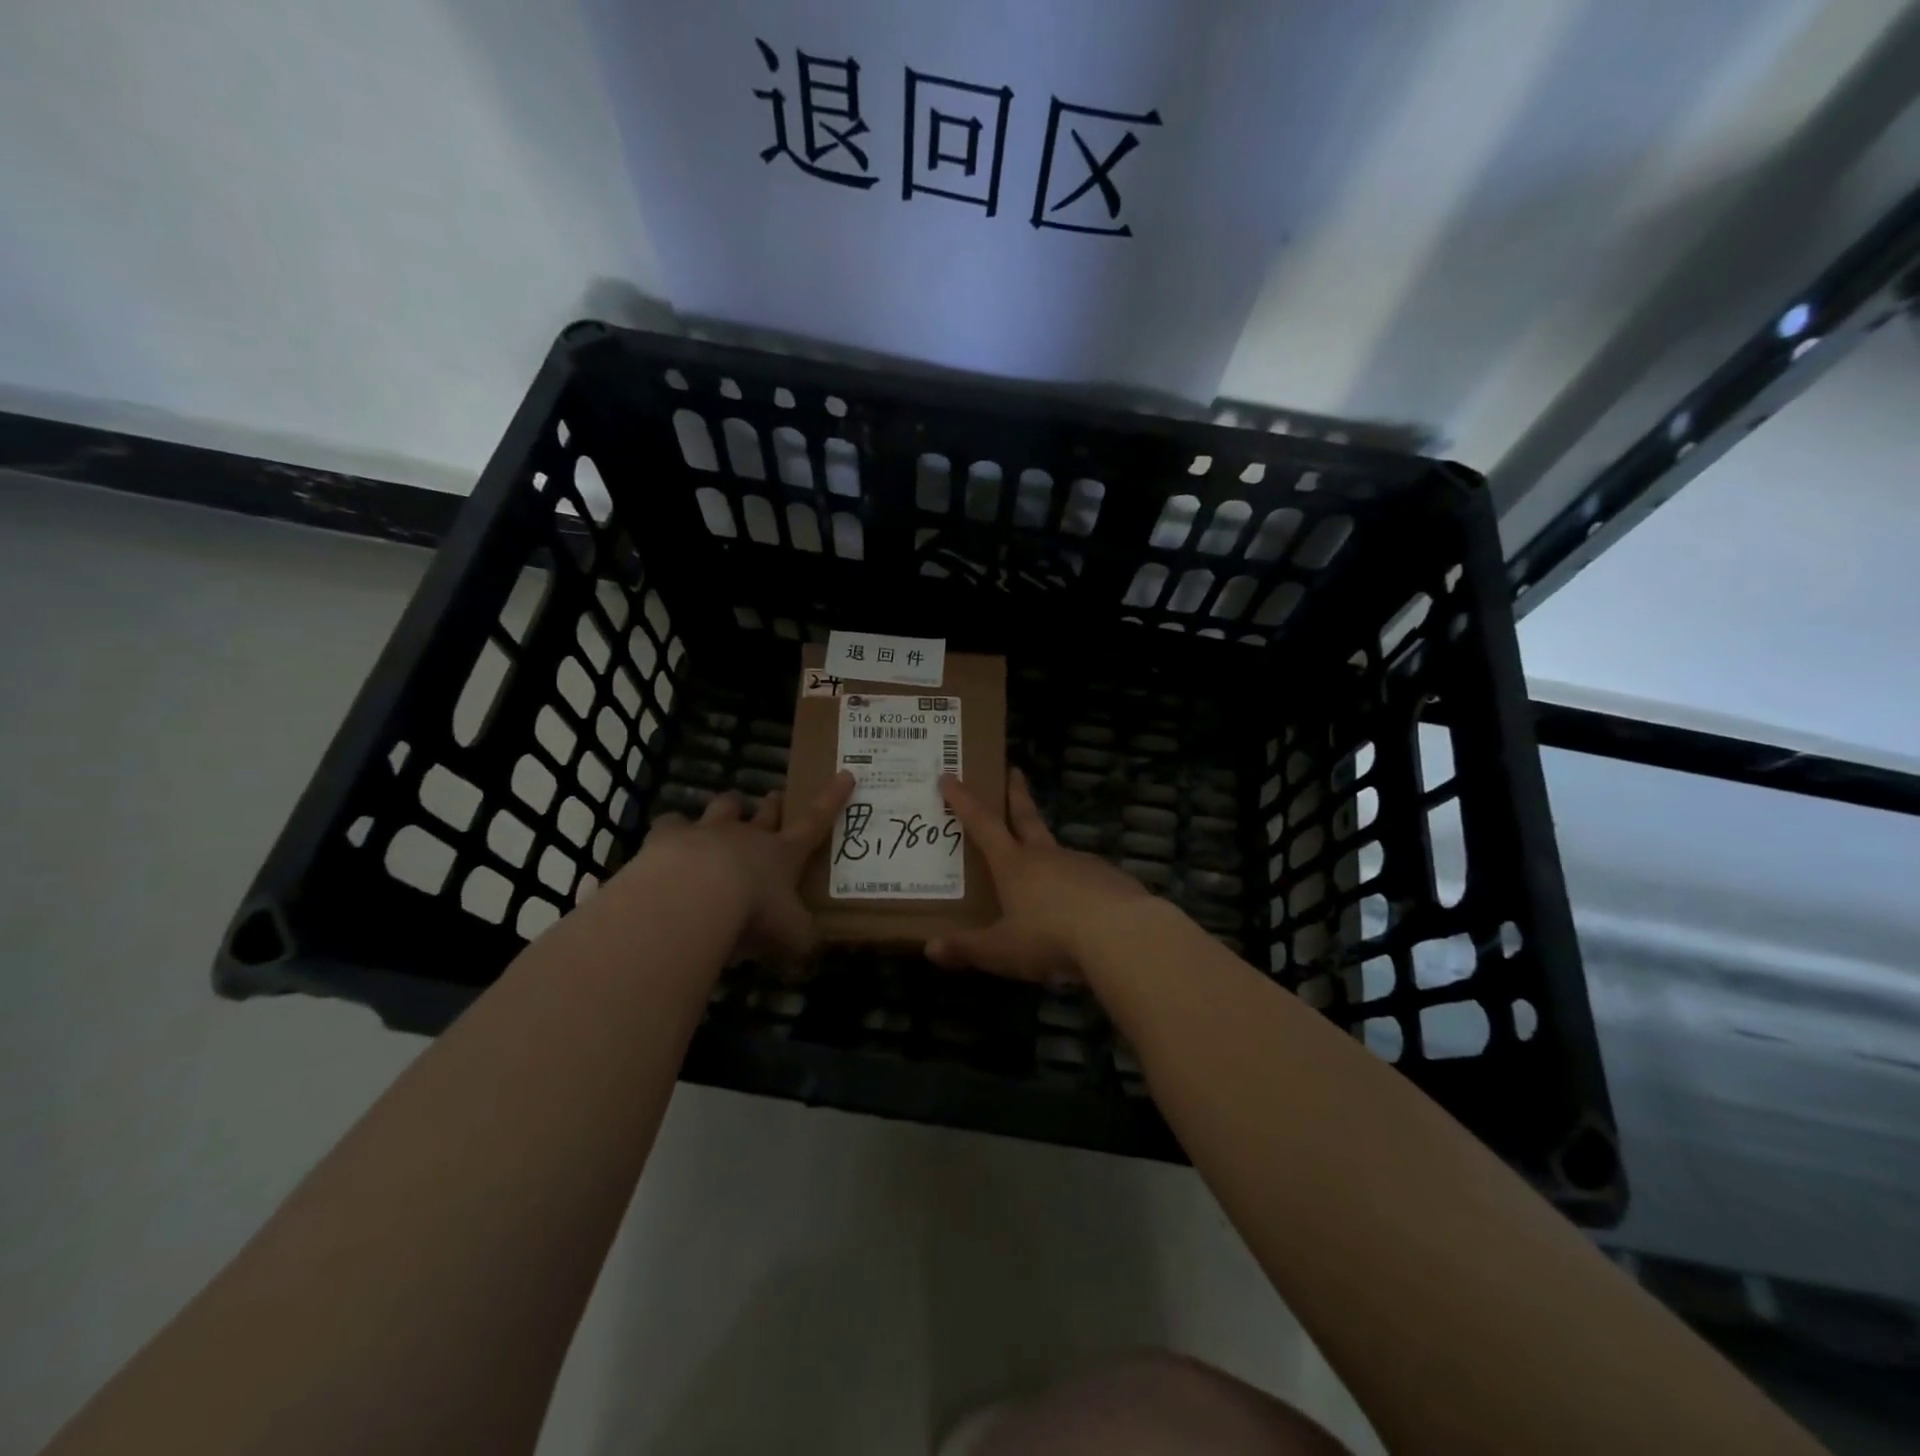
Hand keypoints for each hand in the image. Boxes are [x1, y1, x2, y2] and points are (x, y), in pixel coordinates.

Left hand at [634, 772, 853, 967]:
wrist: (694, 897)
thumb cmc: (753, 914)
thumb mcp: (791, 936)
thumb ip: (801, 940)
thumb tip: (810, 949)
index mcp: (782, 854)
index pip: (814, 822)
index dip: (831, 799)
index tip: (845, 774)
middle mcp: (748, 835)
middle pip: (765, 811)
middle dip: (772, 805)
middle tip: (774, 799)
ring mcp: (708, 831)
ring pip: (723, 807)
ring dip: (727, 809)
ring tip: (725, 813)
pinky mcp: (668, 837)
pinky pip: (672, 823)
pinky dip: (673, 829)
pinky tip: (669, 840)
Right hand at [929, 767, 1149, 982]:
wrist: (1122, 936)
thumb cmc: (1051, 938)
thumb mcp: (1001, 950)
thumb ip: (967, 949)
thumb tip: (930, 948)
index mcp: (1014, 865)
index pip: (983, 824)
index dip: (964, 801)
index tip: (951, 776)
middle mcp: (1046, 856)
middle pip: (1026, 816)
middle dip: (1016, 794)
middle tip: (1014, 770)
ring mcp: (1081, 863)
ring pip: (1058, 849)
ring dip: (1046, 846)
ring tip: (1042, 862)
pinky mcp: (1110, 879)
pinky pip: (1086, 876)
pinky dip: (1077, 882)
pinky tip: (1080, 903)